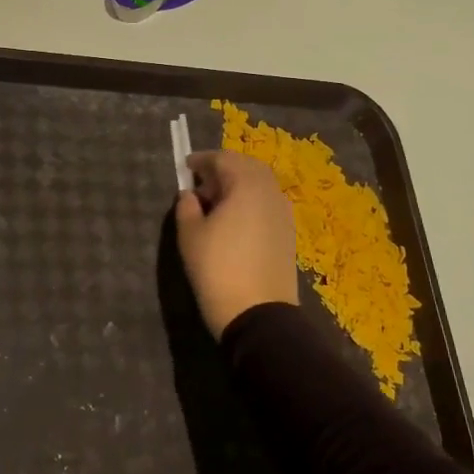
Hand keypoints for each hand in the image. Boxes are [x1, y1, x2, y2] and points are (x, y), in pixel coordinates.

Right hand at [174, 150, 299, 338]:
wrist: (257, 313)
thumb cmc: (217, 268)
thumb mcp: (190, 235)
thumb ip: (187, 206)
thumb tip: (190, 194)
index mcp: (246, 185)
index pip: (224, 159)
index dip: (202, 160)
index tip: (186, 167)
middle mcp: (270, 192)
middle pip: (247, 167)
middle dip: (223, 169)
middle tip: (201, 185)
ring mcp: (283, 213)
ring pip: (260, 185)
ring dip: (238, 186)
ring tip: (215, 204)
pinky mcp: (288, 233)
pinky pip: (267, 204)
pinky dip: (250, 202)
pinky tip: (234, 222)